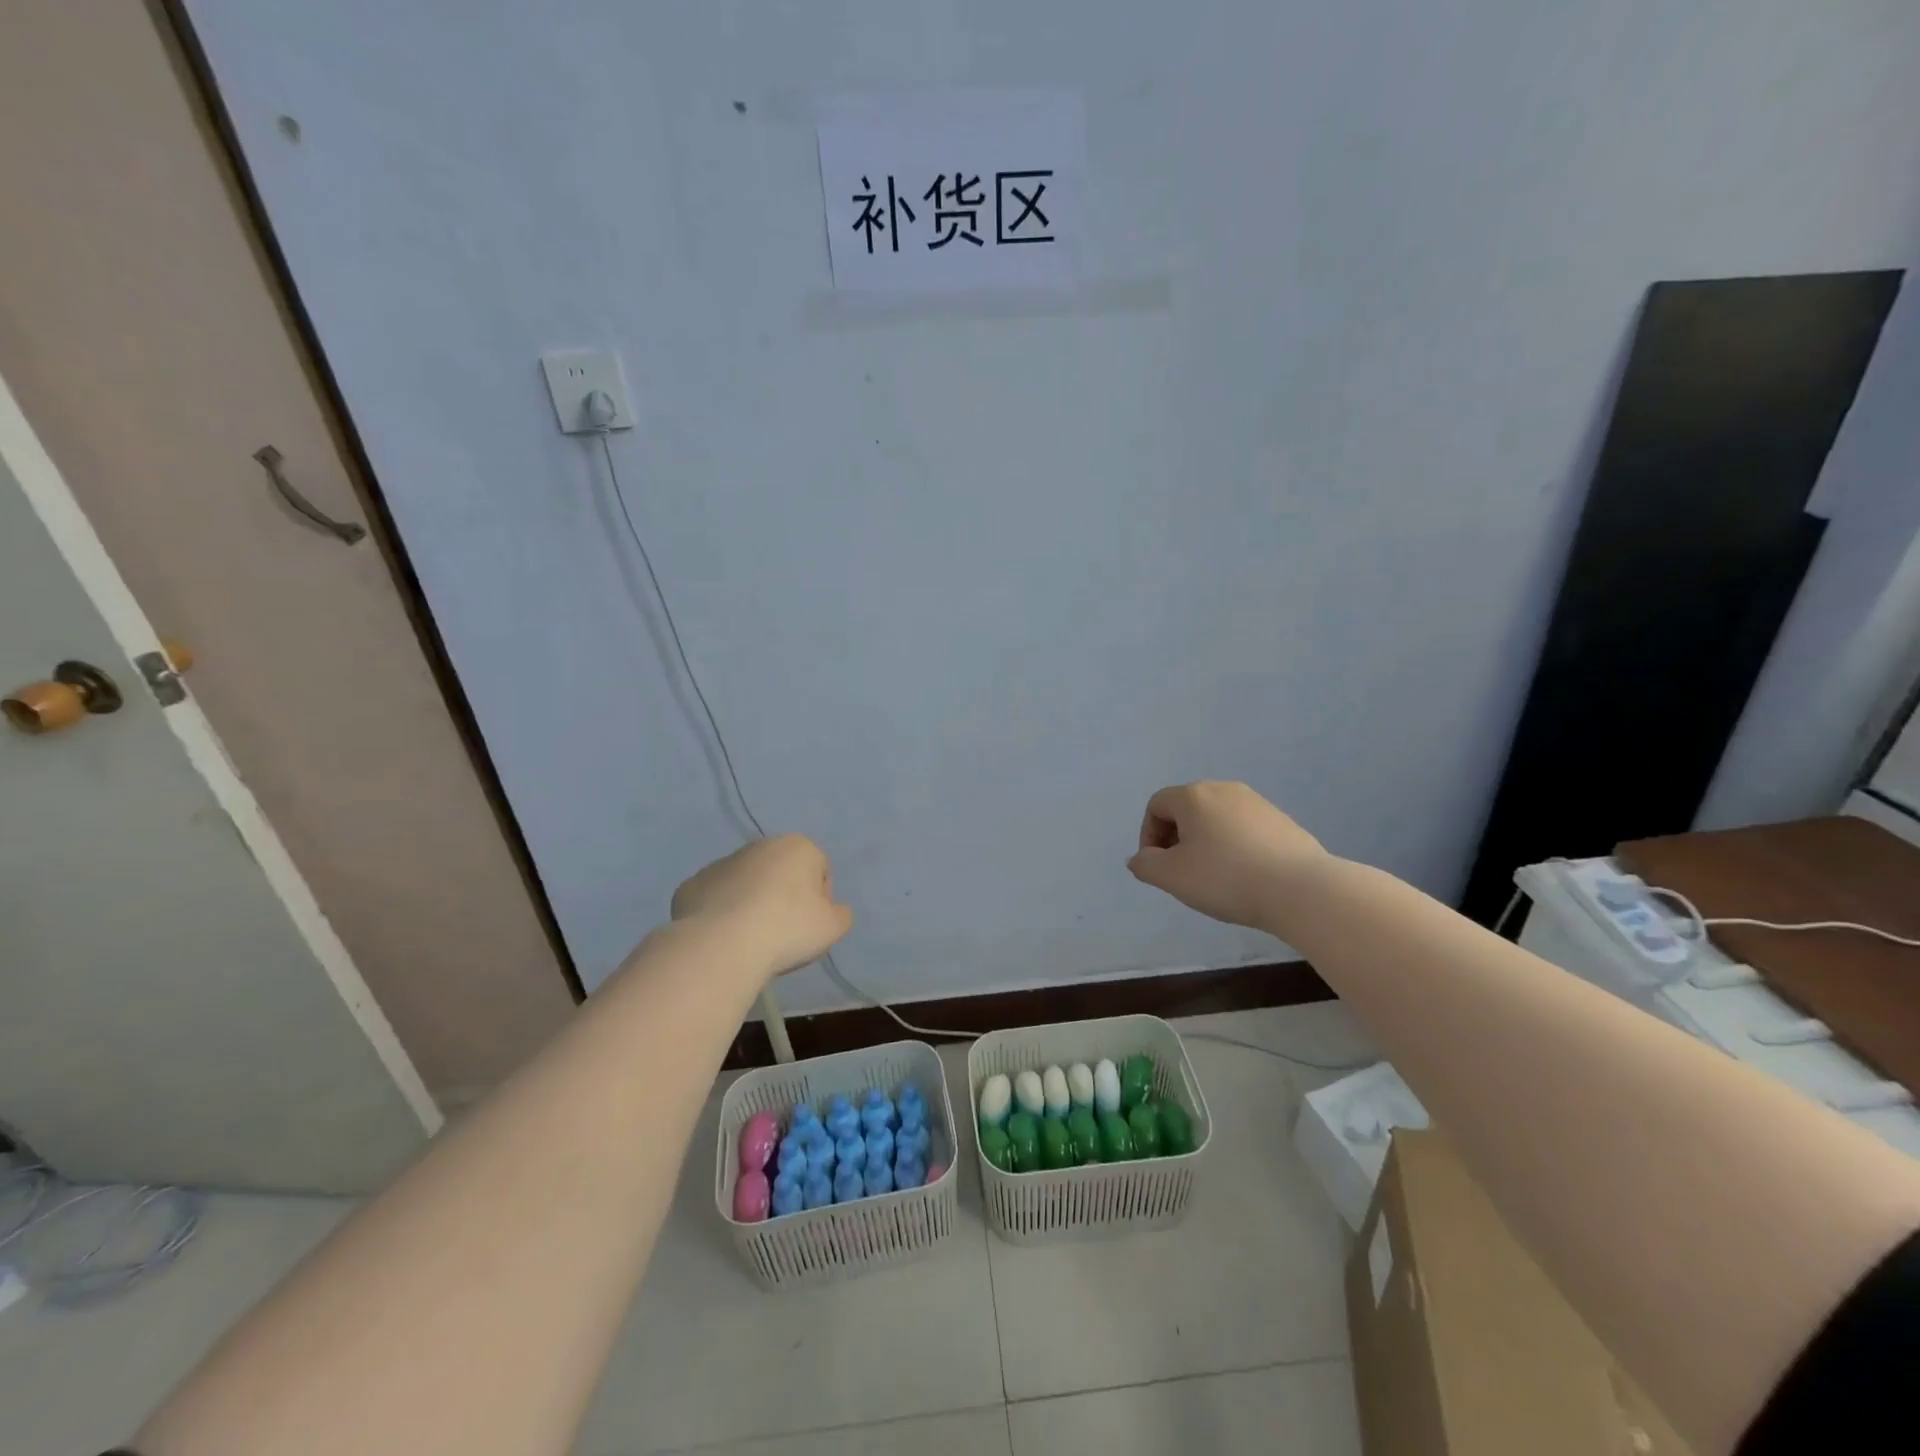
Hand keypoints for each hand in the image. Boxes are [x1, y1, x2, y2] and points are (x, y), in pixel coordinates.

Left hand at [671, 835, 853, 977]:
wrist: (722, 945)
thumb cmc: (787, 929)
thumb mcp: (833, 927)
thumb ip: (841, 913)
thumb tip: (831, 909)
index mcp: (798, 847)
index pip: (820, 870)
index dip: (819, 900)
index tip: (809, 926)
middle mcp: (759, 846)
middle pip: (781, 872)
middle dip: (783, 896)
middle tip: (782, 933)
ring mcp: (721, 863)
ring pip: (746, 883)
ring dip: (751, 903)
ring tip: (750, 939)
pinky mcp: (692, 884)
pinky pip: (715, 898)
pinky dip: (720, 913)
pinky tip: (723, 938)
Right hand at [1127, 781, 1326, 930]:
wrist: (1300, 889)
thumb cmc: (1225, 878)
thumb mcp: (1172, 877)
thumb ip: (1145, 864)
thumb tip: (1140, 858)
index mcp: (1193, 796)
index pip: (1156, 805)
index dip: (1148, 835)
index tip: (1157, 867)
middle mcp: (1224, 789)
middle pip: (1186, 809)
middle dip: (1176, 838)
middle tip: (1181, 872)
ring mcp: (1257, 803)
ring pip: (1216, 819)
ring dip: (1205, 843)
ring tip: (1213, 877)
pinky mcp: (1282, 821)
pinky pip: (1244, 829)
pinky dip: (1234, 847)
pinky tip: (1244, 876)